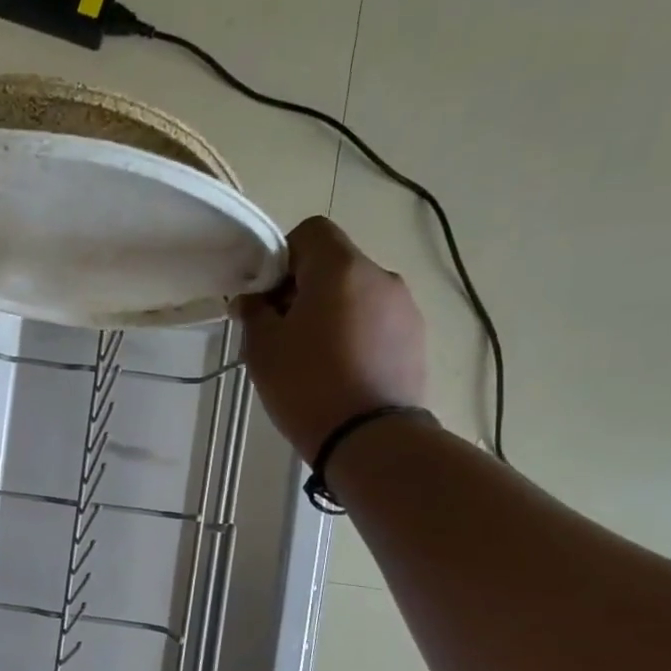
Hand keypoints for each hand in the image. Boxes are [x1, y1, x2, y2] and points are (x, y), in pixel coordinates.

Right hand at [235, 216, 426, 461]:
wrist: (370, 438)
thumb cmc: (307, 386)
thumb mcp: (263, 350)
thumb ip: (254, 313)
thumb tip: (253, 300)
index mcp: (341, 269)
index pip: (311, 232)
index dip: (283, 257)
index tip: (268, 296)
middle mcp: (380, 276)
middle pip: (335, 264)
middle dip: (305, 288)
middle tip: (283, 331)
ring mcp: (405, 307)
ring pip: (357, 294)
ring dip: (332, 312)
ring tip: (314, 357)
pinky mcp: (417, 338)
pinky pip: (377, 321)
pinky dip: (356, 333)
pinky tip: (341, 370)